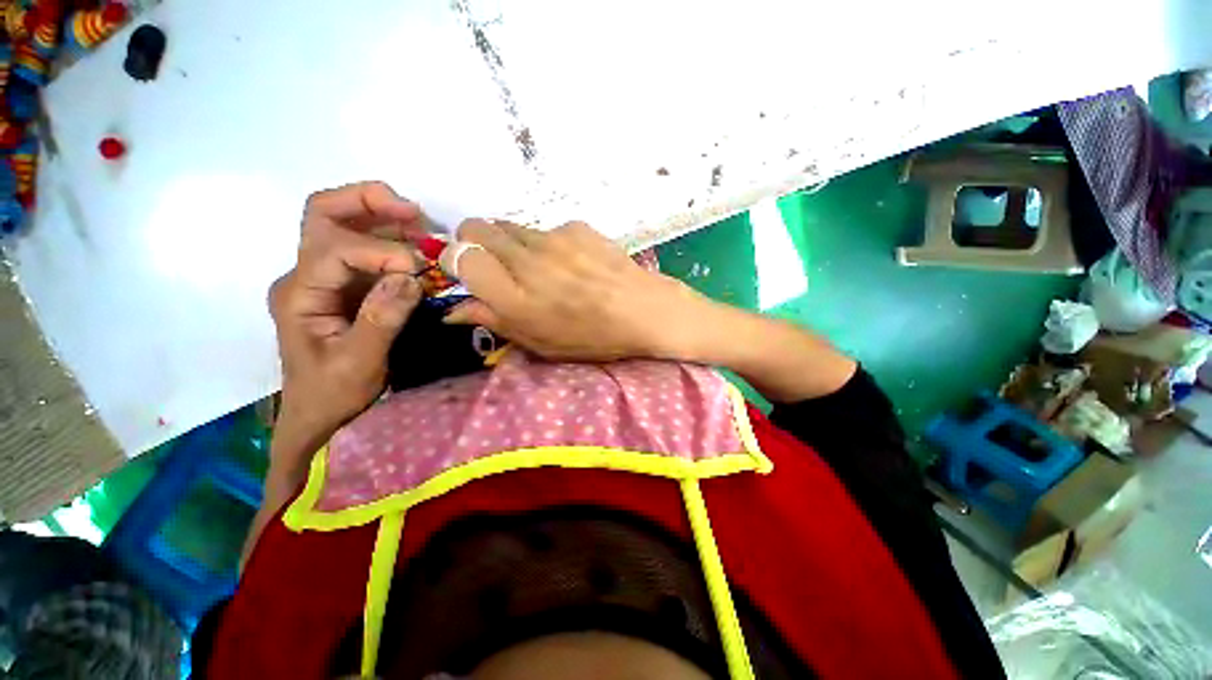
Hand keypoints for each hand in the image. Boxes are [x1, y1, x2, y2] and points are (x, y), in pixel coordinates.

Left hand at [268, 182, 424, 443]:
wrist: (321, 413)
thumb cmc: (333, 393)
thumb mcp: (359, 364)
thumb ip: (382, 319)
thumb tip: (410, 277)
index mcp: (300, 294)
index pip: (336, 250)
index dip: (381, 251)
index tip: (420, 269)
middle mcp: (306, 276)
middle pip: (324, 215)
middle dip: (367, 203)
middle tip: (412, 211)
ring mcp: (325, 278)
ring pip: (344, 224)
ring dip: (383, 218)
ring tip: (422, 227)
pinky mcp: (346, 285)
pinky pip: (365, 249)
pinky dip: (392, 239)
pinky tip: (417, 247)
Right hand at [440, 219, 711, 360]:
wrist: (644, 311)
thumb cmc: (592, 337)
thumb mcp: (540, 343)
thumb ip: (494, 320)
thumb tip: (454, 311)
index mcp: (514, 296)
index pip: (459, 256)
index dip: (457, 261)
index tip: (469, 273)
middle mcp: (526, 260)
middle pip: (476, 228)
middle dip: (475, 243)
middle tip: (497, 266)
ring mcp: (553, 237)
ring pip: (511, 226)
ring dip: (512, 244)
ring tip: (542, 269)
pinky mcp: (576, 226)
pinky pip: (546, 230)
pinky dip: (548, 244)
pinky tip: (572, 263)